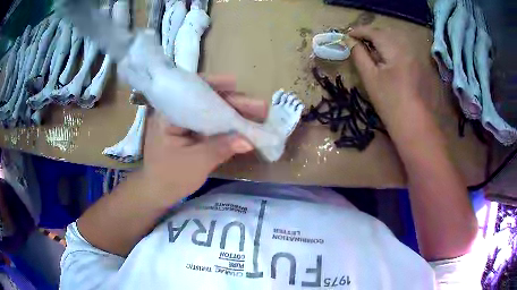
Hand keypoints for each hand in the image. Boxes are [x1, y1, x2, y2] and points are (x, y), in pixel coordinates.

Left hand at [140, 76, 267, 202]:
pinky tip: (243, 126)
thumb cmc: (170, 178)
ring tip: (258, 114)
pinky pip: (210, 125)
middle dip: (233, 103)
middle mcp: (176, 114)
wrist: (157, 193)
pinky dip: (226, 125)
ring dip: (233, 113)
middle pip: (205, 101)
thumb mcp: (196, 163)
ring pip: (210, 113)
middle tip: (259, 106)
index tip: (234, 83)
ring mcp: (184, 125)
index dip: (214, 86)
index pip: (191, 92)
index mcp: (168, 115)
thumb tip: (248, 140)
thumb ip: (221, 148)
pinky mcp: (190, 134)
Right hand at [349, 27, 435, 127]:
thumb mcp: (370, 78)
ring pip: (395, 40)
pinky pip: (403, 49)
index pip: (373, 31)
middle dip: (370, 34)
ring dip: (381, 41)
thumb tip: (350, 42)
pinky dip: (391, 48)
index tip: (347, 36)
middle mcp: (407, 47)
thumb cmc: (390, 103)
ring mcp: (415, 56)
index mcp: (394, 49)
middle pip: (385, 33)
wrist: (415, 125)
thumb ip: (359, 55)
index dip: (359, 31)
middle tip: (358, 42)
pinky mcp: (419, 65)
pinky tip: (387, 59)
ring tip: (371, 49)